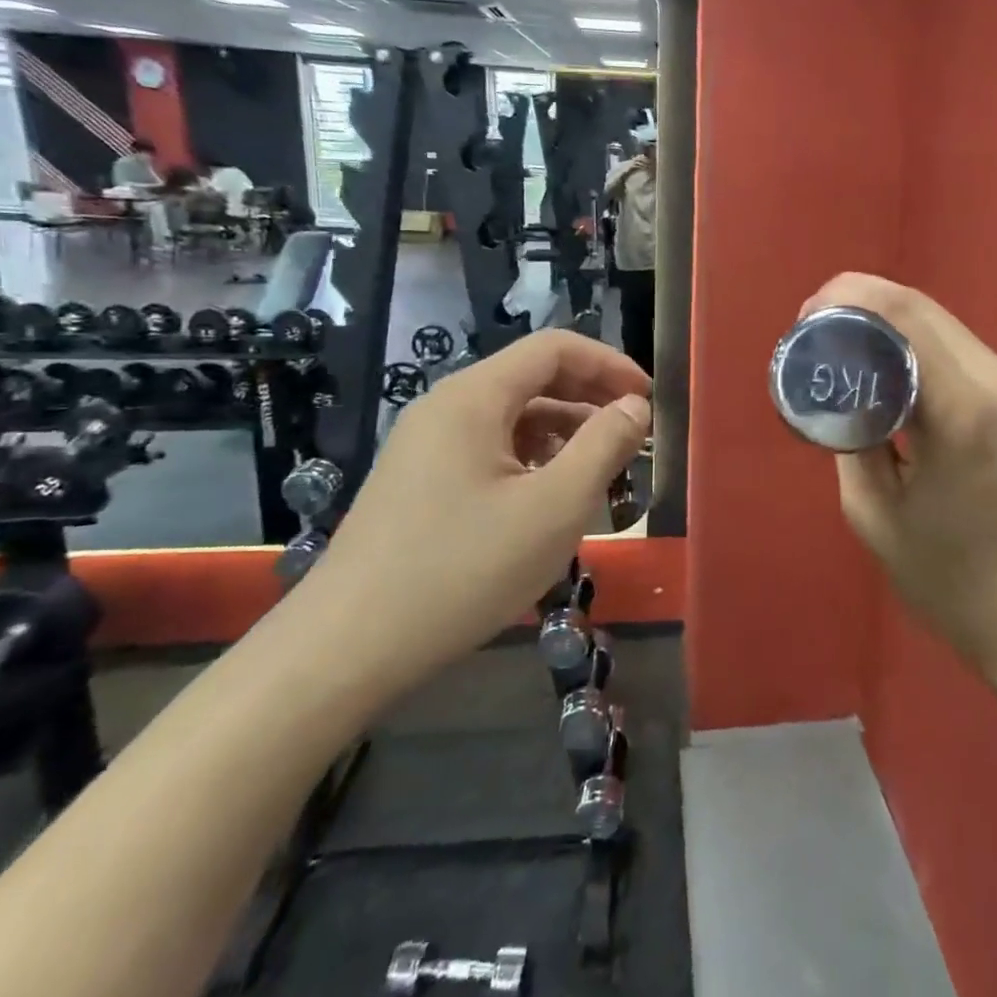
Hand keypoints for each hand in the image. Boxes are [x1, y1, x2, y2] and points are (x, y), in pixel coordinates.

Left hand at [309, 332, 650, 697]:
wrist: (347, 648)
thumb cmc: (463, 570)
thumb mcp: (555, 507)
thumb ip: (604, 446)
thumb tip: (634, 407)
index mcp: (475, 397)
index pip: (555, 348)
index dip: (609, 364)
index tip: (648, 400)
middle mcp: (447, 407)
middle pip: (533, 378)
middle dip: (591, 398)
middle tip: (634, 434)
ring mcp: (427, 445)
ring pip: (513, 417)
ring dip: (565, 432)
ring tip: (603, 469)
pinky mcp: (420, 481)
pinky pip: (490, 449)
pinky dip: (532, 458)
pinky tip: (551, 496)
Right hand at [801, 274, 996, 678]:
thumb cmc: (956, 582)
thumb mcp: (876, 515)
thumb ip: (853, 438)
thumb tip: (844, 395)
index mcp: (964, 406)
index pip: (903, 313)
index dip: (847, 297)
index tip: (807, 316)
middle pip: (924, 309)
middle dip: (863, 306)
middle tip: (817, 332)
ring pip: (945, 329)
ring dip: (891, 328)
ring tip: (847, 355)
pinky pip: (964, 357)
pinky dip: (920, 354)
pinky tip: (892, 380)